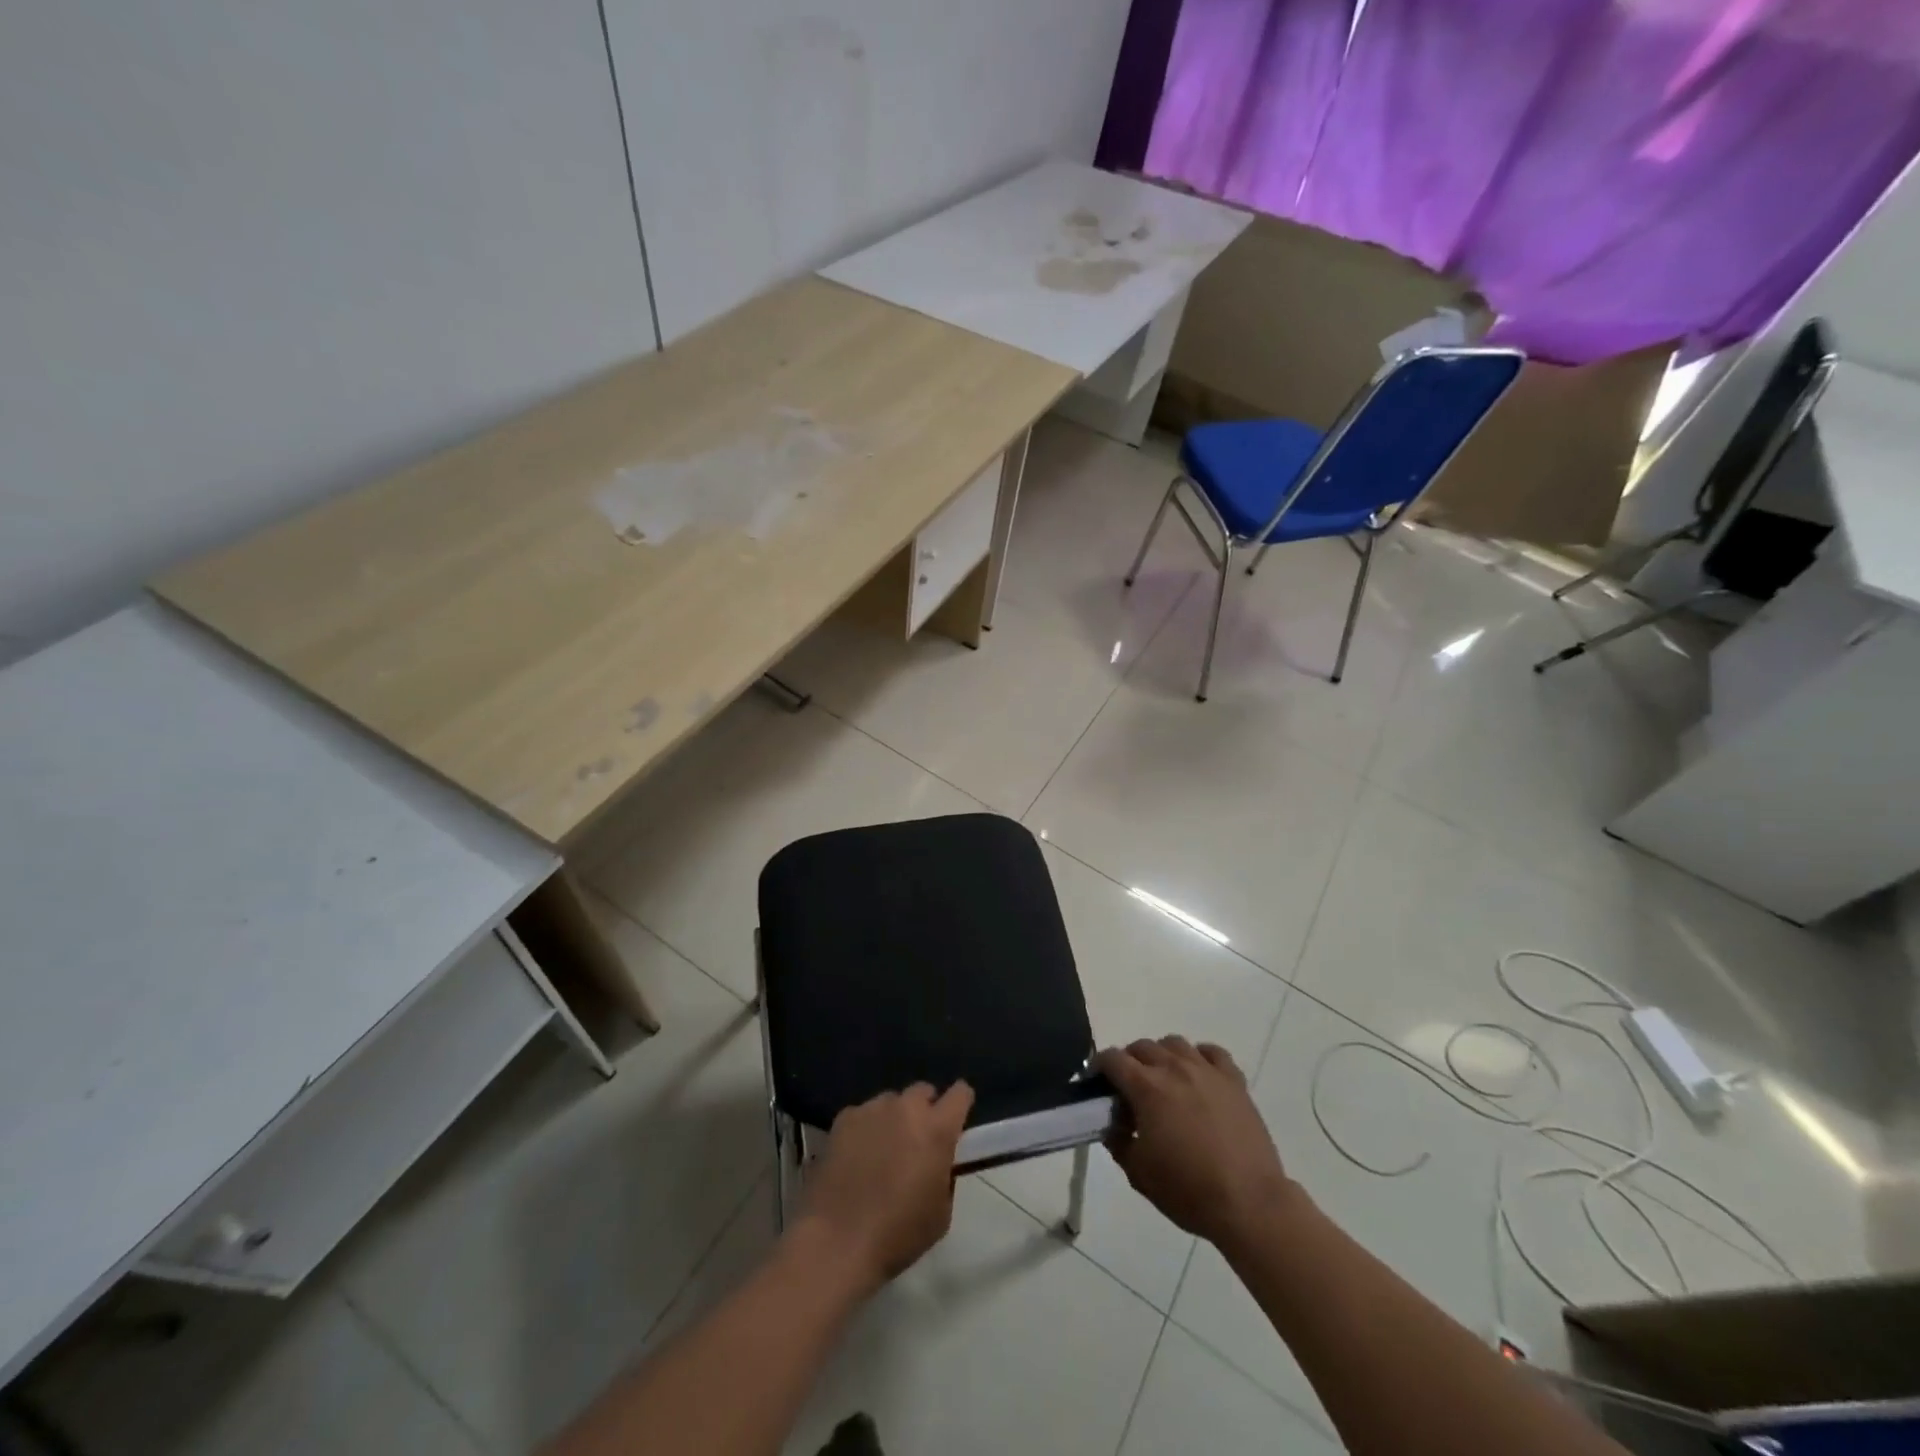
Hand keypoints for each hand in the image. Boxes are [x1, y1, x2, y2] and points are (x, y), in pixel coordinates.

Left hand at [796, 1081, 973, 1289]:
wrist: (836, 1241)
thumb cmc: (897, 1234)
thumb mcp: (940, 1213)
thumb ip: (944, 1175)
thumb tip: (936, 1163)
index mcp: (937, 1129)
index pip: (960, 1094)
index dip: (960, 1103)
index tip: (956, 1120)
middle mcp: (906, 1109)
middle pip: (922, 1091)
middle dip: (924, 1110)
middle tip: (917, 1141)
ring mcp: (872, 1109)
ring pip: (890, 1102)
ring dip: (893, 1118)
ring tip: (882, 1150)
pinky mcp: (843, 1118)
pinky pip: (863, 1115)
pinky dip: (865, 1129)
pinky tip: (855, 1157)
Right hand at [1097, 1038, 1297, 1248]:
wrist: (1249, 1203)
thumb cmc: (1189, 1191)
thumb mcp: (1138, 1173)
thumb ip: (1117, 1141)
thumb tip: (1112, 1124)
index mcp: (1146, 1088)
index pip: (1112, 1059)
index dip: (1099, 1067)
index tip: (1098, 1084)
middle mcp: (1174, 1068)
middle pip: (1142, 1046)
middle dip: (1129, 1061)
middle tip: (1130, 1089)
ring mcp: (1206, 1071)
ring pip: (1175, 1043)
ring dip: (1162, 1055)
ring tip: (1164, 1080)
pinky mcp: (1234, 1080)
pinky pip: (1212, 1052)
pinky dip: (1199, 1057)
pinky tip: (1198, 1076)